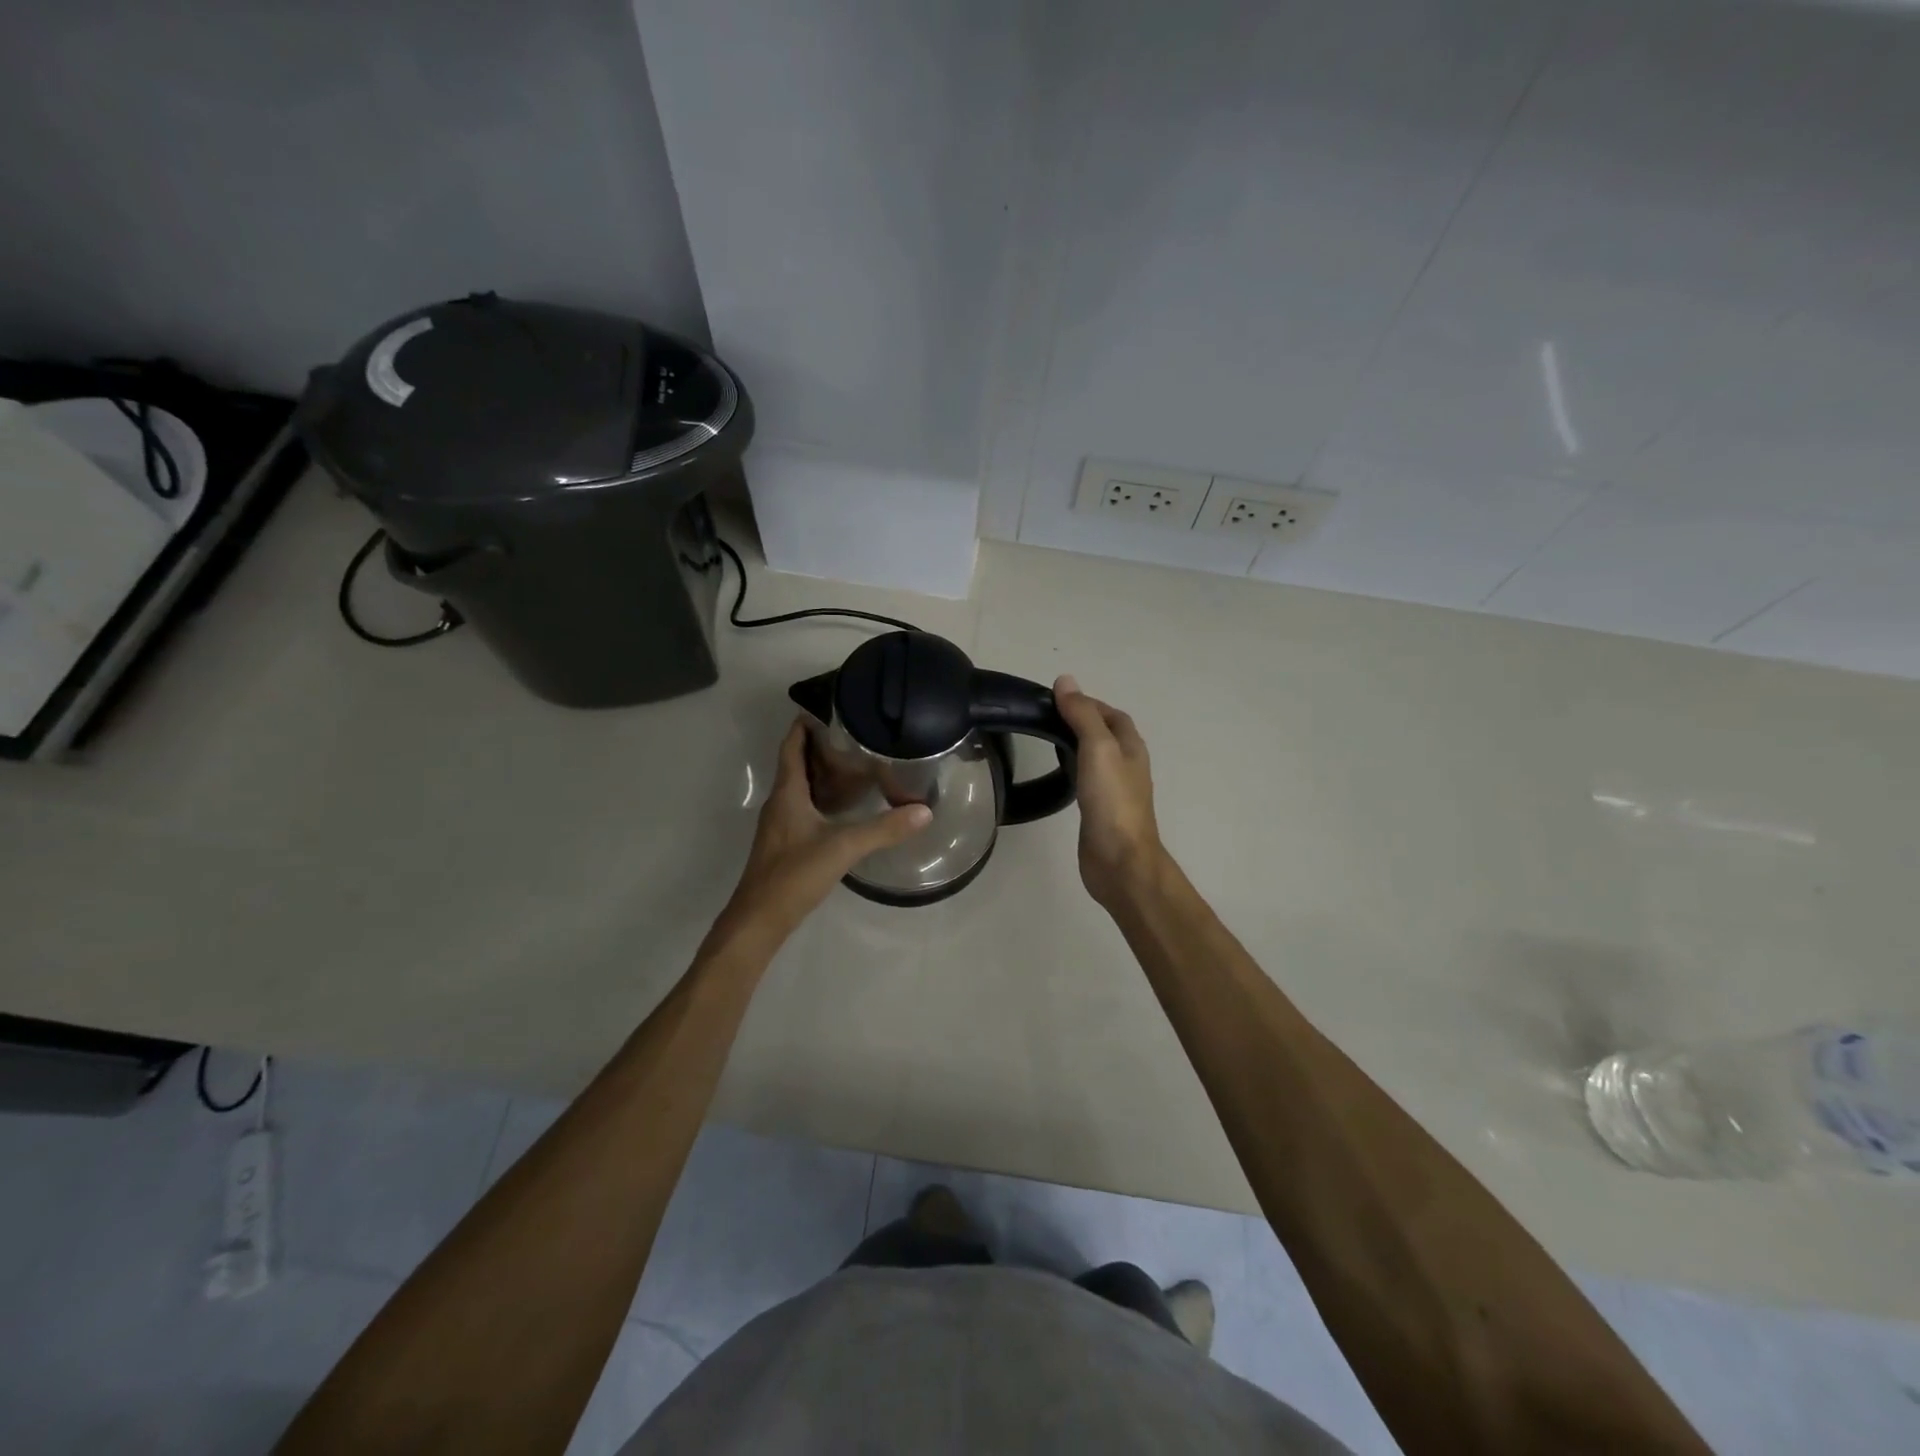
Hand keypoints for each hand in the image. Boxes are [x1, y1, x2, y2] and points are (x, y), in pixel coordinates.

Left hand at [718, 718, 931, 942]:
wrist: (760, 919)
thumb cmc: (794, 874)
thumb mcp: (843, 847)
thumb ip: (884, 829)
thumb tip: (924, 811)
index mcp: (787, 794)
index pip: (791, 747)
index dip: (803, 726)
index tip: (826, 707)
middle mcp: (780, 803)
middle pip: (795, 764)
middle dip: (818, 747)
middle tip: (852, 735)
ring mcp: (780, 825)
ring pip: (799, 787)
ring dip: (820, 773)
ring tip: (853, 764)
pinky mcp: (785, 844)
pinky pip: (803, 807)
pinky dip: (820, 797)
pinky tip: (843, 807)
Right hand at [1053, 676, 1164, 907]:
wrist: (1120, 860)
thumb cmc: (1112, 801)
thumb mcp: (1098, 748)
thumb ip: (1082, 715)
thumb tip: (1066, 681)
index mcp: (1131, 747)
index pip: (1112, 714)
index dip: (1088, 703)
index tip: (1056, 700)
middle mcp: (1127, 765)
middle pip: (1106, 734)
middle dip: (1081, 722)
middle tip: (1047, 718)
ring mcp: (1115, 790)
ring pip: (1097, 757)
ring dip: (1077, 745)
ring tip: (1048, 740)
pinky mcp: (1101, 811)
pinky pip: (1088, 780)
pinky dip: (1074, 769)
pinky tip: (1059, 774)